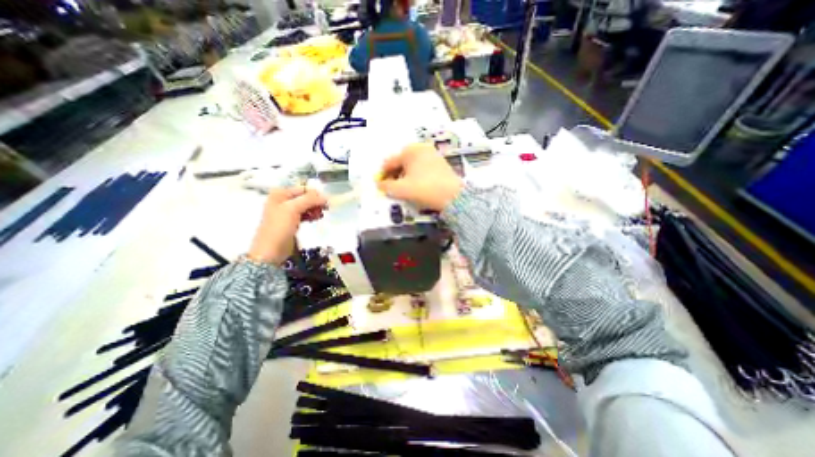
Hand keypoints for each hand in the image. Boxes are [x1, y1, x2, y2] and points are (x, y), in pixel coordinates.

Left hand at [249, 185, 327, 264]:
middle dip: (316, 202)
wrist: (271, 251)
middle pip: (305, 197)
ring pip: (306, 206)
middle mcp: (283, 200)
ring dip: (315, 209)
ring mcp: (287, 212)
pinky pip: (305, 214)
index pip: (303, 189)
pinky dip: (311, 215)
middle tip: (325, 209)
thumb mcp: (293, 209)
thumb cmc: (279, 227)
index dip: (315, 194)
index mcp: (280, 194)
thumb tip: (325, 197)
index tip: (326, 202)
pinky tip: (316, 218)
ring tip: (320, 215)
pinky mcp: (292, 222)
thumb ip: (309, 200)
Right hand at [376, 142, 460, 209]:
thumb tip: (379, 184)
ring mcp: (432, 154)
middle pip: (401, 162)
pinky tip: (416, 186)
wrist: (453, 196)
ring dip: (405, 176)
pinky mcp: (440, 163)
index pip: (390, 162)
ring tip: (404, 188)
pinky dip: (416, 175)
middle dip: (394, 175)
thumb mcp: (402, 189)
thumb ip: (386, 186)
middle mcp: (421, 148)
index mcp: (410, 150)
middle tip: (392, 188)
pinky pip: (422, 168)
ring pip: (412, 165)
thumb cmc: (425, 189)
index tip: (380, 185)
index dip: (383, 175)